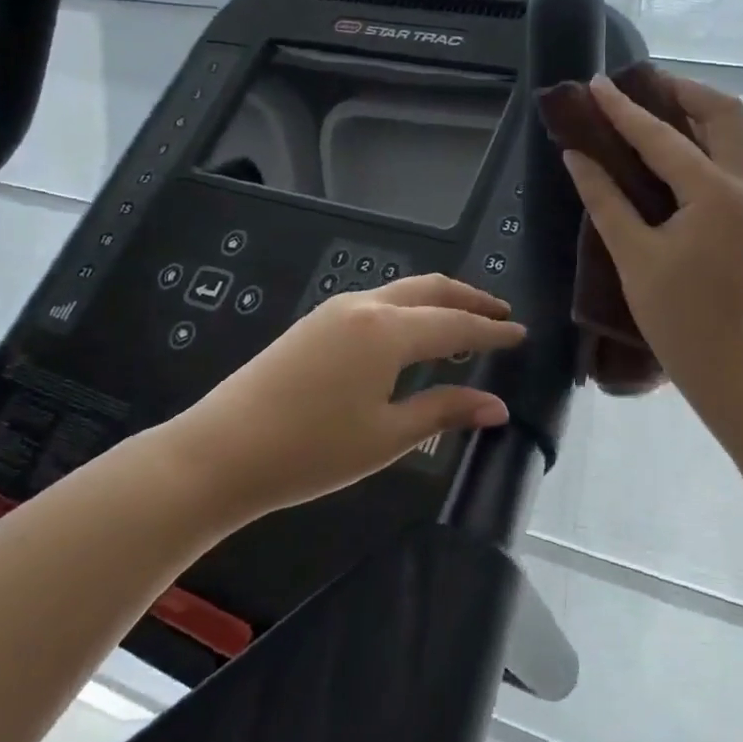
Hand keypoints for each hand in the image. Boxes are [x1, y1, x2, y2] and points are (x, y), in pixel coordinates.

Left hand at [160, 274, 524, 523]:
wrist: (221, 452)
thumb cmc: (312, 450)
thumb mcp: (387, 436)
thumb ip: (445, 411)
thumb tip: (497, 406)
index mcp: (388, 331)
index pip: (456, 324)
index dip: (492, 330)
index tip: (521, 333)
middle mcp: (364, 307)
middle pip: (430, 290)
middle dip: (469, 299)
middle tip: (500, 314)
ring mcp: (334, 310)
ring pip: (401, 291)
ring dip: (437, 301)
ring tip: (462, 322)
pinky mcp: (314, 323)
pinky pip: (377, 302)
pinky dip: (408, 309)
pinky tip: (411, 335)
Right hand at [560, 74, 742, 416]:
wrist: (734, 369)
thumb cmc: (679, 319)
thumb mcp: (634, 257)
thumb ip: (605, 200)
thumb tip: (577, 156)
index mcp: (715, 192)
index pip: (662, 137)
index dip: (623, 110)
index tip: (596, 85)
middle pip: (723, 113)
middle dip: (681, 92)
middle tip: (639, 87)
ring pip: (732, 134)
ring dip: (694, 114)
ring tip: (651, 110)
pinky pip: (729, 160)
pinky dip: (701, 143)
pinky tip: (668, 155)